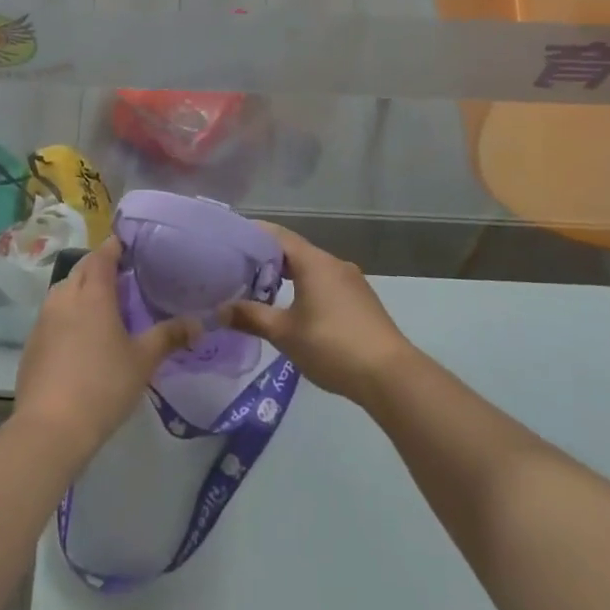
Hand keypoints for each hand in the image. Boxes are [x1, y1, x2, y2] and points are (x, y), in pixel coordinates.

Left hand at [13, 238, 198, 460]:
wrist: (50, 428)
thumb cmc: (103, 386)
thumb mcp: (143, 361)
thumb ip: (169, 337)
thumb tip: (199, 323)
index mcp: (92, 294)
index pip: (102, 256)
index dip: (115, 247)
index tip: (129, 246)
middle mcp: (64, 297)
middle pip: (82, 269)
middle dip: (99, 267)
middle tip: (123, 277)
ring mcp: (44, 320)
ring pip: (64, 290)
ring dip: (82, 289)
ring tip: (103, 305)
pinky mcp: (32, 343)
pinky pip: (52, 314)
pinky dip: (68, 313)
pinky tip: (80, 336)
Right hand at [220, 223, 416, 404]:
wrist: (390, 375)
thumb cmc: (331, 345)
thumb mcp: (285, 333)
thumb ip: (251, 318)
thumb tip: (220, 311)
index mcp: (314, 262)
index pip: (277, 235)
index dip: (252, 234)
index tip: (229, 240)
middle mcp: (334, 263)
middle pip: (295, 251)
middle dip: (267, 259)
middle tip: (238, 269)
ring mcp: (352, 282)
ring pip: (312, 269)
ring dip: (287, 276)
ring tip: (262, 290)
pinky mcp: (362, 301)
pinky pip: (326, 284)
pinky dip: (306, 288)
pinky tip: (295, 309)